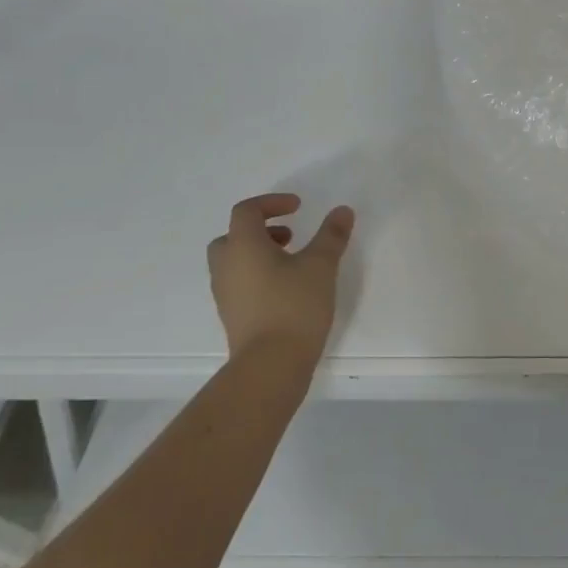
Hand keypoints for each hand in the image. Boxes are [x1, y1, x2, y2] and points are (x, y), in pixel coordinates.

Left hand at [206, 193, 355, 363]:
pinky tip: (286, 288)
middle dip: (262, 229)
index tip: (298, 207)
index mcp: (243, 246)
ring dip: (260, 252)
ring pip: (235, 260)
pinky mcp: (232, 314)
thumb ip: (331, 235)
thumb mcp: (321, 265)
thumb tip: (342, 211)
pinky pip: (239, 281)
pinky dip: (258, 273)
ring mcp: (225, 293)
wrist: (270, 364)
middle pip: (234, 235)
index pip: (247, 211)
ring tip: (293, 262)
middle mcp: (227, 265)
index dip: (272, 202)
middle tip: (291, 235)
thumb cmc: (294, 306)